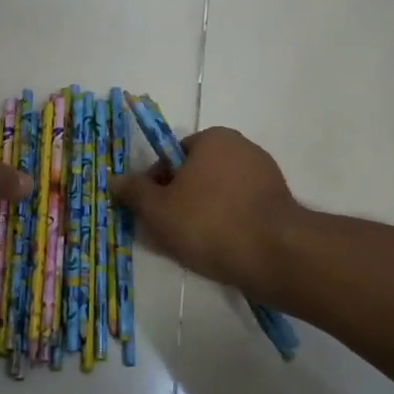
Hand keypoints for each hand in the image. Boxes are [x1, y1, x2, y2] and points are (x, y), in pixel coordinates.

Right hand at [109, 127, 301, 297]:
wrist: (274, 254)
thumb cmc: (208, 222)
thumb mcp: (158, 209)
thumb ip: (134, 192)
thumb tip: (114, 179)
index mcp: (213, 139)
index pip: (172, 156)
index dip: (155, 184)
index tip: (150, 211)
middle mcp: (242, 148)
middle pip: (195, 175)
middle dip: (179, 201)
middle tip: (168, 232)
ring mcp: (265, 175)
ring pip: (218, 195)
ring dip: (203, 214)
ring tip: (194, 246)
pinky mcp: (279, 203)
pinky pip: (241, 210)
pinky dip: (227, 225)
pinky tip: (220, 249)